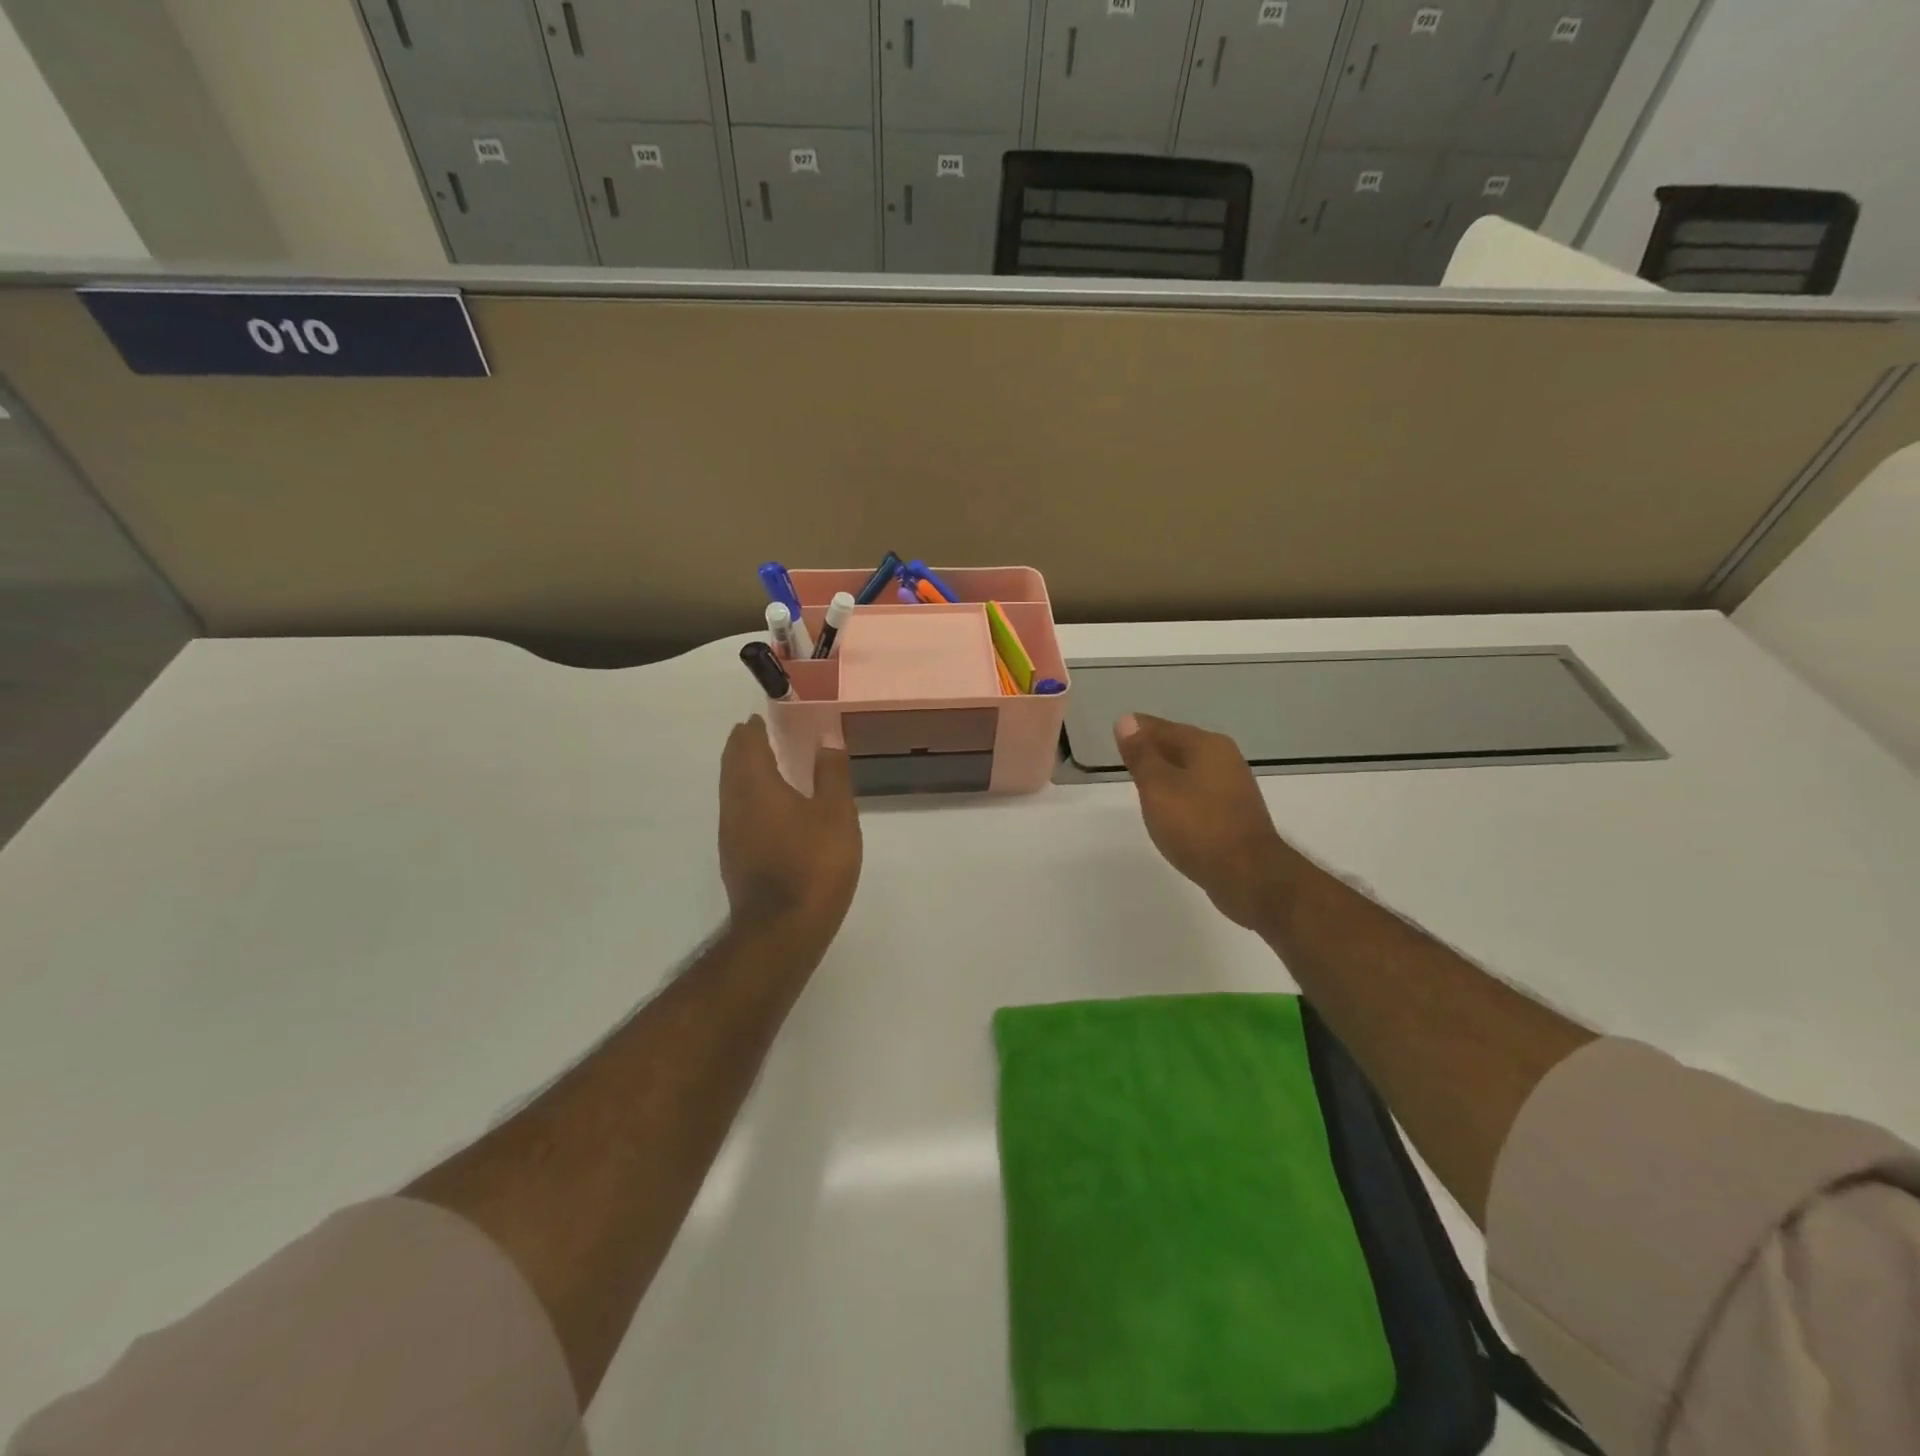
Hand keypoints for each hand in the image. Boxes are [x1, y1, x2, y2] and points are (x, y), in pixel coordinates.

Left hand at [718, 717, 862, 952]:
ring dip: (744, 772)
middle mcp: (735, 804)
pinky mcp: (734, 857)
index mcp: (756, 786)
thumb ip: (832, 775)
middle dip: (744, 747)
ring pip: (731, 790)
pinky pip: (737, 812)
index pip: (746, 744)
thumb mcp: (836, 815)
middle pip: (732, 764)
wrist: (782, 930)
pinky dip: (749, 798)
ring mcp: (730, 833)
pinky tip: (771, 810)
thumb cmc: (814, 864)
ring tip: (769, 767)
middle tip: (763, 735)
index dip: (753, 728)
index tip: (764, 718)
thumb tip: (826, 741)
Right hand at [1116, 713, 1291, 933]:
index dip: (1138, 730)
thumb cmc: (1197, 826)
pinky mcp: (1234, 814)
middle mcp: (1225, 759)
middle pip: (1179, 746)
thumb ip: (1141, 754)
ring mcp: (1233, 788)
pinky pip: (1198, 793)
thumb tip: (1126, 720)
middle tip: (1124, 756)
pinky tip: (1167, 808)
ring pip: (1189, 770)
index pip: (1163, 727)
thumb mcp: (1158, 787)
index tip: (1116, 732)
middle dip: (1153, 749)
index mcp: (1207, 745)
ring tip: (1140, 782)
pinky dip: (1179, 794)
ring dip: (1166, 773)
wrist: (1248, 875)